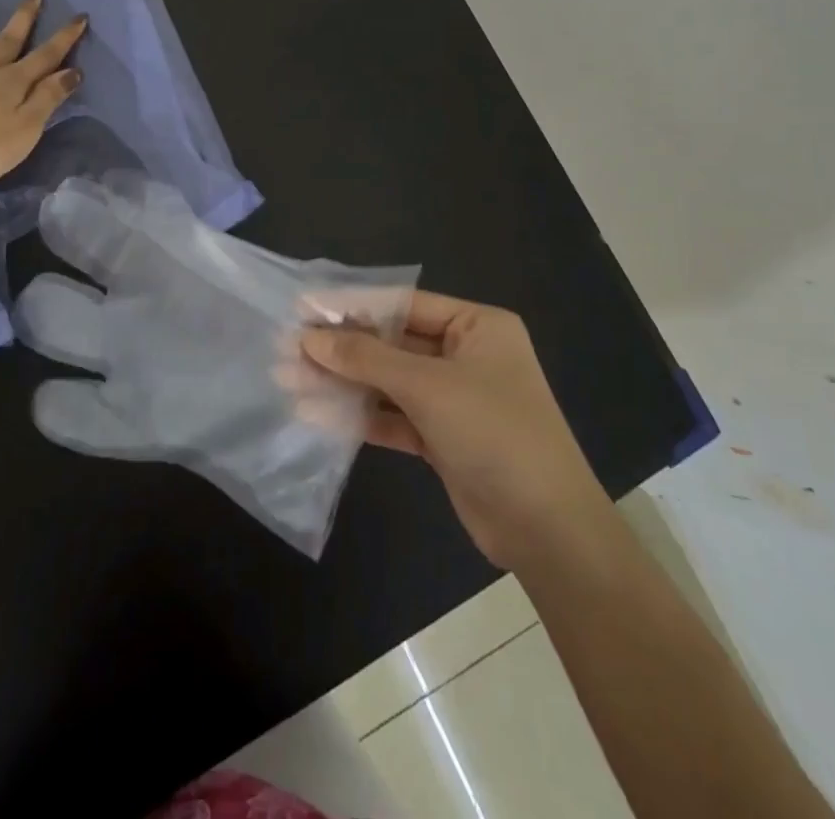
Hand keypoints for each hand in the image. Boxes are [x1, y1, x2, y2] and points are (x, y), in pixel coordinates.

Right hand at [302, 293, 604, 567]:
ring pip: (387, 381)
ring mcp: (454, 398)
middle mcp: (465, 355)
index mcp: (477, 326)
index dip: (350, 305)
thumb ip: (366, 359)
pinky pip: (393, 416)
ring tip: (288, 381)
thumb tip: (309, 339)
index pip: (402, 304)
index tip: (301, 309)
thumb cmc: (494, 433)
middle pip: (390, 343)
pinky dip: (359, 416)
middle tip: (287, 350)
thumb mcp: (427, 387)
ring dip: (342, 383)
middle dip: (340, 350)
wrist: (547, 531)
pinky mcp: (442, 437)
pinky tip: (316, 414)